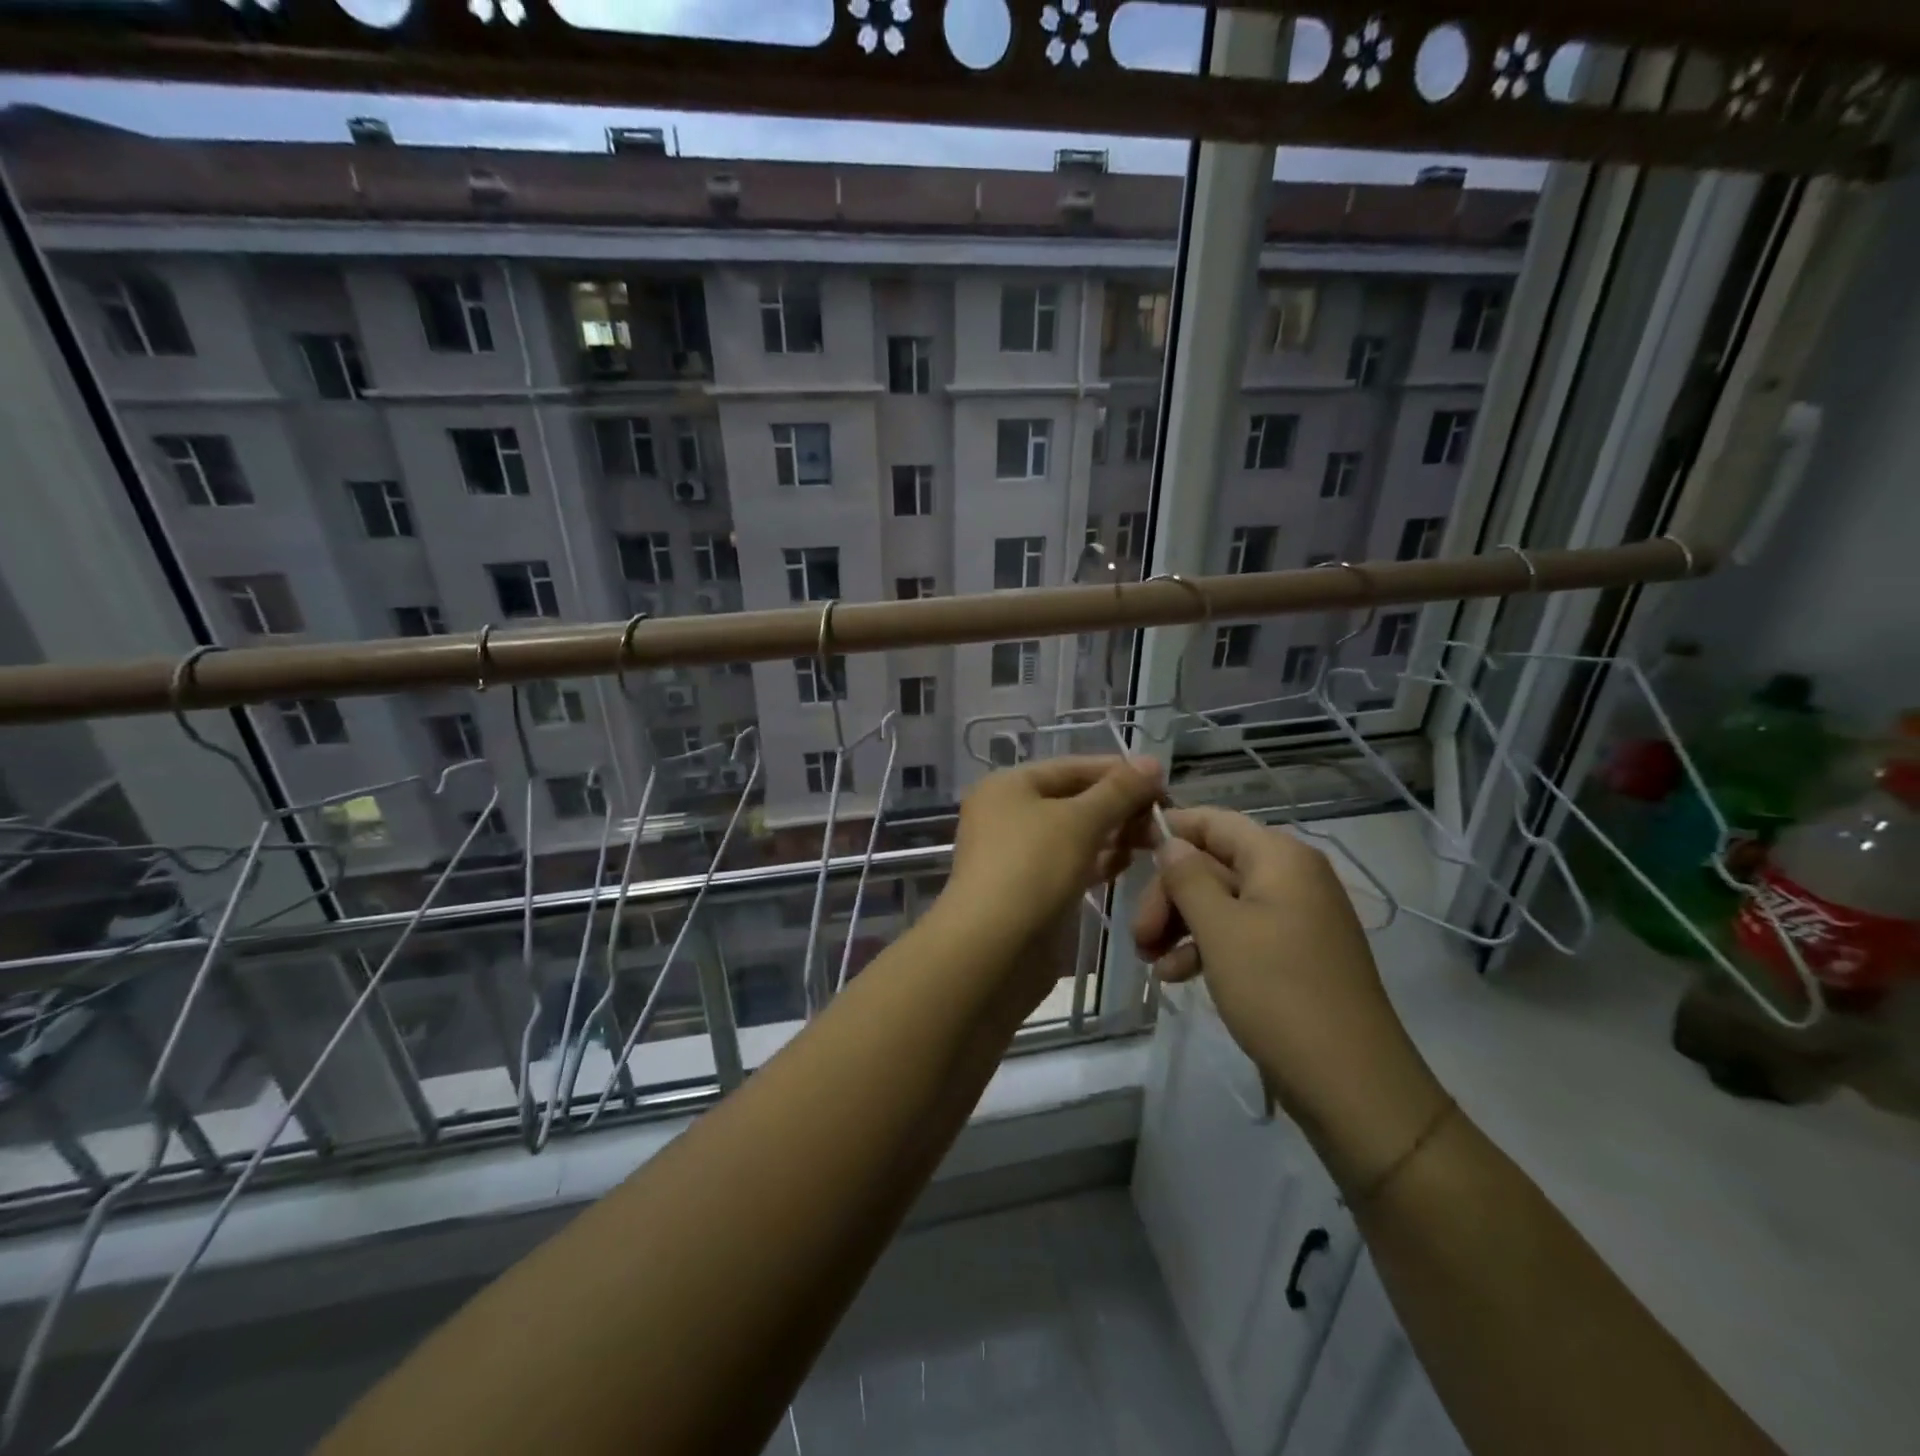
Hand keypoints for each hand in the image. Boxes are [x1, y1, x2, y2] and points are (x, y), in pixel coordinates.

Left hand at [944, 755, 1163, 955]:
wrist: (992, 949)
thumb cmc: (1032, 868)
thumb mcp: (1080, 821)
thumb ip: (1118, 791)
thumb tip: (1152, 763)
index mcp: (1008, 786)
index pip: (1071, 767)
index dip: (1118, 771)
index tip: (1163, 782)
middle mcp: (1007, 814)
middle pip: (1073, 799)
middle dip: (1118, 806)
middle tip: (1163, 818)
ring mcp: (1016, 854)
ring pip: (1073, 834)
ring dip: (1112, 834)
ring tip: (1153, 841)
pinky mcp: (1028, 889)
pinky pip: (1069, 864)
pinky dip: (1097, 861)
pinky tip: (1127, 864)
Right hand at [1133, 808, 1447, 1188]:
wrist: (1351, 1084)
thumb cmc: (1278, 992)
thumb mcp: (1220, 930)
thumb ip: (1188, 877)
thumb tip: (1171, 843)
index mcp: (1279, 857)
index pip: (1213, 821)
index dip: (1168, 830)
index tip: (1125, 851)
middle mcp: (1291, 876)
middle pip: (1212, 864)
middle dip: (1169, 895)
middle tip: (1138, 936)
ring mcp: (1295, 917)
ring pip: (1221, 902)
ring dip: (1180, 925)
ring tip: (1150, 962)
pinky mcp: (1294, 954)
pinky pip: (1239, 933)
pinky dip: (1206, 948)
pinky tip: (1177, 976)